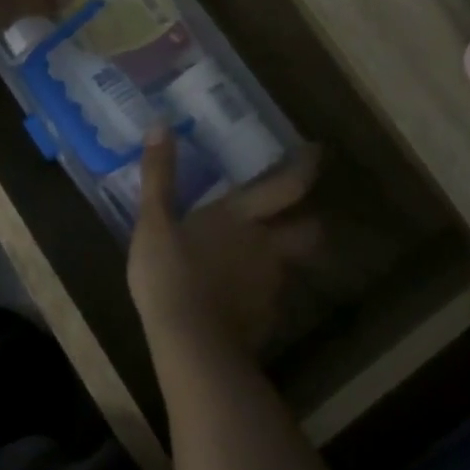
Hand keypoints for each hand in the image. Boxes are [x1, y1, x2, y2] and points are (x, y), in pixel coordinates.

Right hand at [128, 127, 323, 355]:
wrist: (190, 344)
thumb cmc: (170, 274)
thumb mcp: (153, 222)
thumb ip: (158, 175)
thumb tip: (160, 125)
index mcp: (242, 216)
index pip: (288, 185)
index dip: (306, 167)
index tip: (317, 152)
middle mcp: (267, 245)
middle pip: (308, 230)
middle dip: (309, 221)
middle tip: (297, 216)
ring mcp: (270, 284)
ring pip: (288, 265)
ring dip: (279, 258)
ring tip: (254, 260)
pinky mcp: (265, 318)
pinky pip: (269, 299)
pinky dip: (258, 294)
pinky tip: (237, 299)